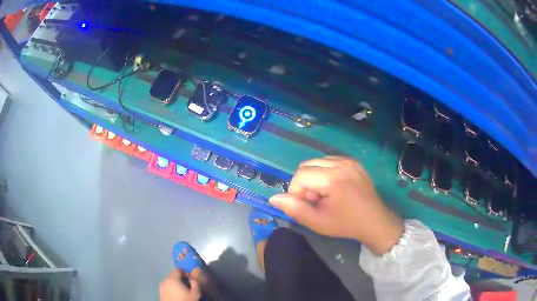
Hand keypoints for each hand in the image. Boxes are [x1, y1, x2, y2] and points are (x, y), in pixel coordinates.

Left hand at [159, 269, 200, 300]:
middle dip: (181, 278)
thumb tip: (193, 279)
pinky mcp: (160, 292)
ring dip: (176, 284)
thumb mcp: (195, 293)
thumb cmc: (185, 300)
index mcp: (172, 278)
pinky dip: (171, 288)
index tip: (191, 279)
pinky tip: (176, 295)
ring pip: (170, 281)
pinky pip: (167, 287)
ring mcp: (161, 286)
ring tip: (182, 291)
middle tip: (188, 286)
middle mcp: (165, 280)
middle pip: (173, 275)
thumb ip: (195, 283)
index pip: (178, 269)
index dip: (185, 273)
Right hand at [270, 156, 403, 254]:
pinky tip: (334, 187)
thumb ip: (294, 209)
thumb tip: (274, 197)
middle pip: (306, 165)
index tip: (309, 204)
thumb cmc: (345, 224)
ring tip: (326, 194)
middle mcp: (341, 163)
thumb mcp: (317, 222)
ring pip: (316, 162)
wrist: (374, 220)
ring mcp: (349, 160)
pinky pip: (329, 161)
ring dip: (314, 177)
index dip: (297, 191)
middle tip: (317, 200)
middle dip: (305, 183)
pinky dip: (325, 172)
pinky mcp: (353, 161)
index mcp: (332, 178)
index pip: (299, 175)